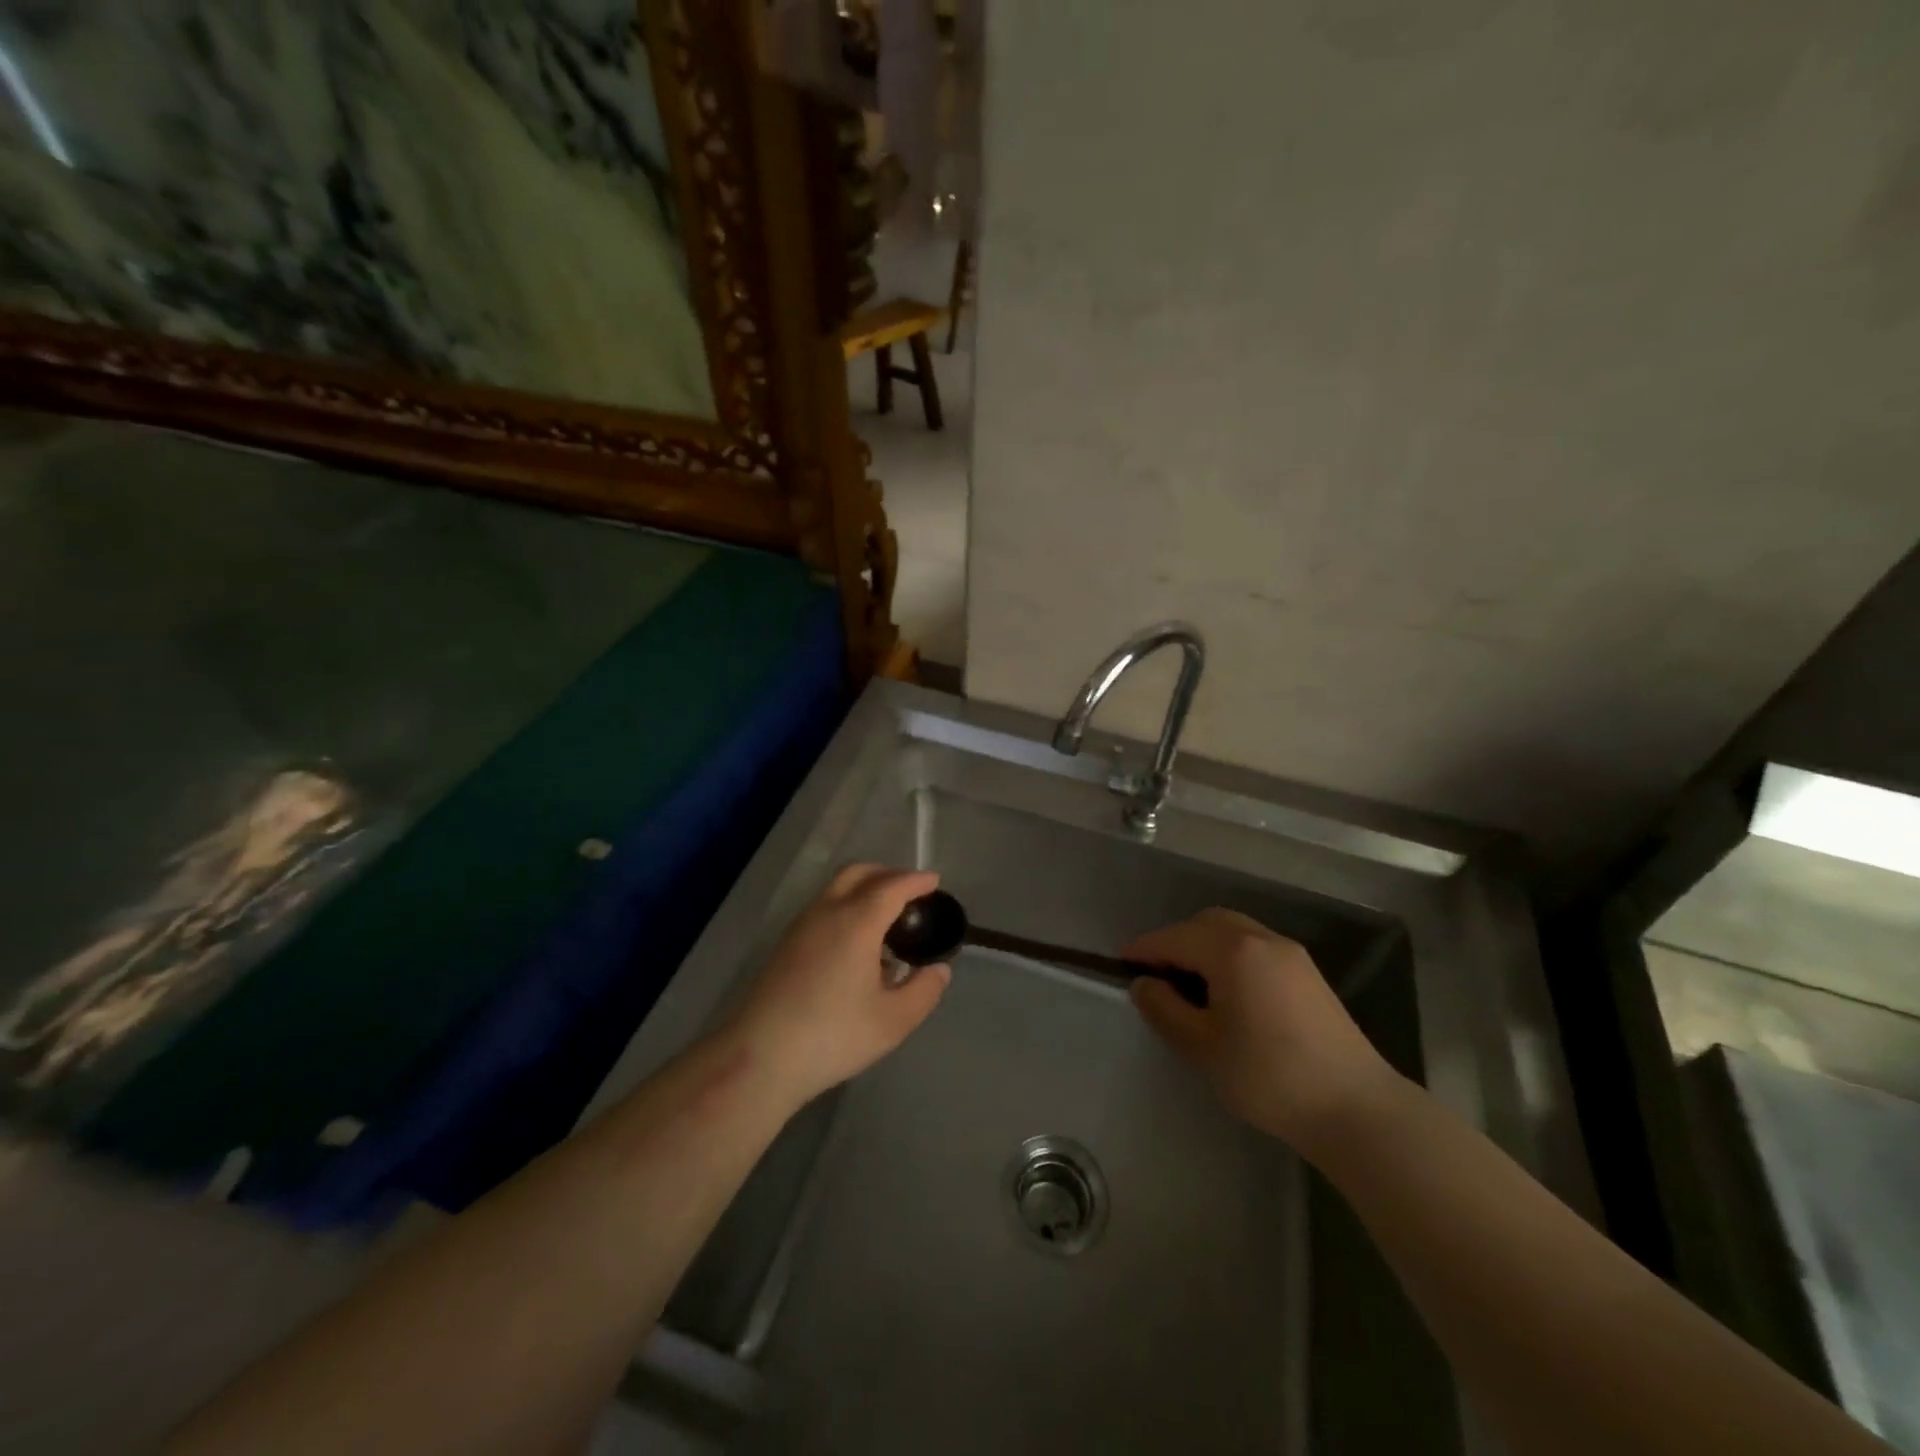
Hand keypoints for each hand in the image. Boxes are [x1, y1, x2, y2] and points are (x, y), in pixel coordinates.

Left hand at [721, 864, 950, 1106]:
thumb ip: (924, 990)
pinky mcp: (786, 944)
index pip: (892, 886)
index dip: (916, 880)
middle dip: (888, 874)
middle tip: (911, 893)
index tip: (935, 882)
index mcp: (857, 922)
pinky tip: (857, 944)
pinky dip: (847, 907)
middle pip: (859, 873)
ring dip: (865, 889)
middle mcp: (827, 912)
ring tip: (887, 919)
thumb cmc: (833, 1035)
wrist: (760, 1057)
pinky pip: (824, 908)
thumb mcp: (893, 1021)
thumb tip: (938, 969)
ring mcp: (801, 926)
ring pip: (837, 889)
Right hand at [1126, 908, 1401, 1153]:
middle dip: (1176, 941)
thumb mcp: (1202, 1046)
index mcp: (1232, 950)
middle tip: (1157, 975)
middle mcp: (1262, 939)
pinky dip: (1231, 957)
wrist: (1355, 1109)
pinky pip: (1256, 948)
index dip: (1144, 949)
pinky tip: (1228, 993)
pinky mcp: (1308, 974)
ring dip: (1205, 947)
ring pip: (1234, 932)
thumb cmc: (1268, 1076)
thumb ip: (1164, 1009)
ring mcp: (1290, 954)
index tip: (1121, 965)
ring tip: (1190, 986)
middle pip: (1206, 923)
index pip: (1175, 938)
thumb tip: (1144, 983)